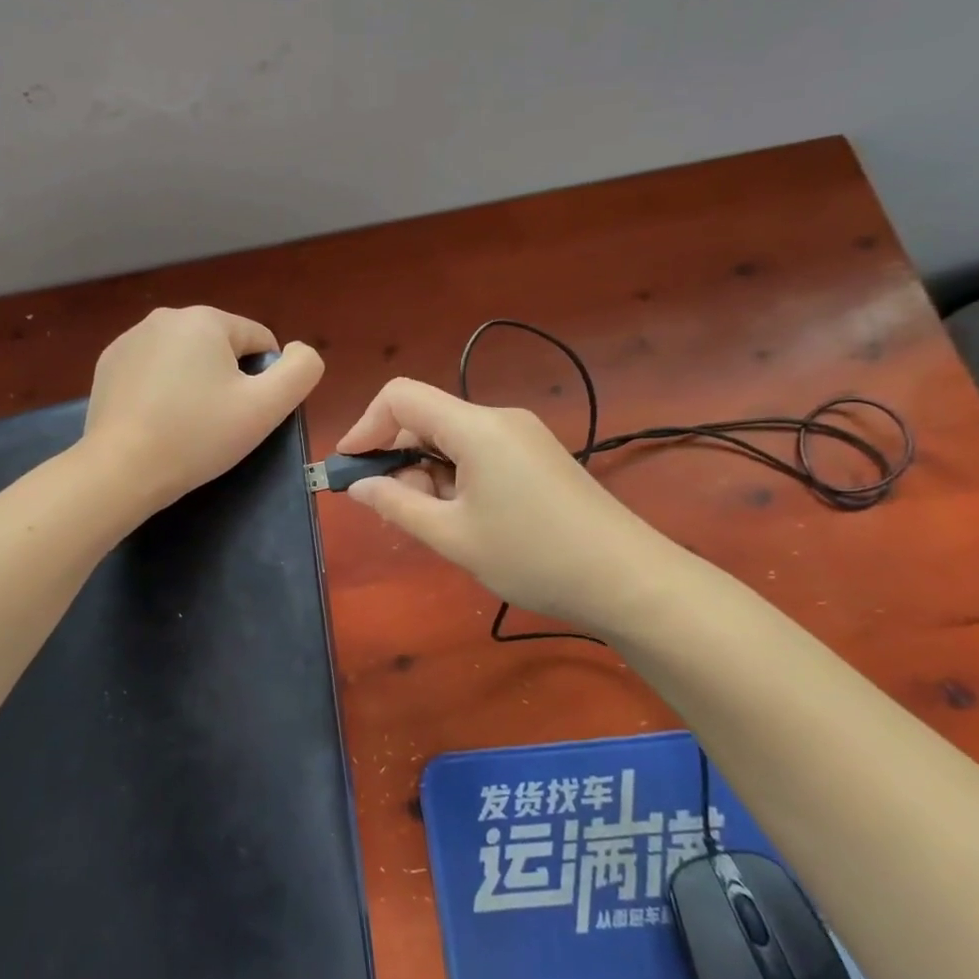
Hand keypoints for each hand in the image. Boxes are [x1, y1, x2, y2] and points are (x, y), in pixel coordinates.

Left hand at [83, 306, 324, 513]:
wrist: (121, 469)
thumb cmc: (198, 436)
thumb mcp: (266, 407)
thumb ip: (301, 370)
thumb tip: (298, 351)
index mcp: (205, 319)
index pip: (259, 341)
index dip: (264, 381)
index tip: (246, 415)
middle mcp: (165, 316)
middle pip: (221, 348)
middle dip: (227, 380)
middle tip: (217, 424)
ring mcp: (130, 339)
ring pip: (186, 358)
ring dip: (194, 384)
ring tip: (185, 425)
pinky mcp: (108, 364)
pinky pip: (153, 370)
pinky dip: (162, 390)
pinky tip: (156, 421)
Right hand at [336, 377, 693, 638]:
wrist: (629, 580)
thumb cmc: (533, 556)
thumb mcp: (453, 537)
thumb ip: (397, 505)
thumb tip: (358, 486)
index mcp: (476, 427)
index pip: (400, 398)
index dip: (365, 426)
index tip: (349, 467)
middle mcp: (498, 419)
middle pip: (426, 417)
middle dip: (396, 456)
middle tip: (391, 507)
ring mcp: (522, 436)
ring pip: (451, 438)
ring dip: (426, 472)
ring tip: (434, 523)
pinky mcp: (537, 456)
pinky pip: (478, 453)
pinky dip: (454, 476)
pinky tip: (463, 518)